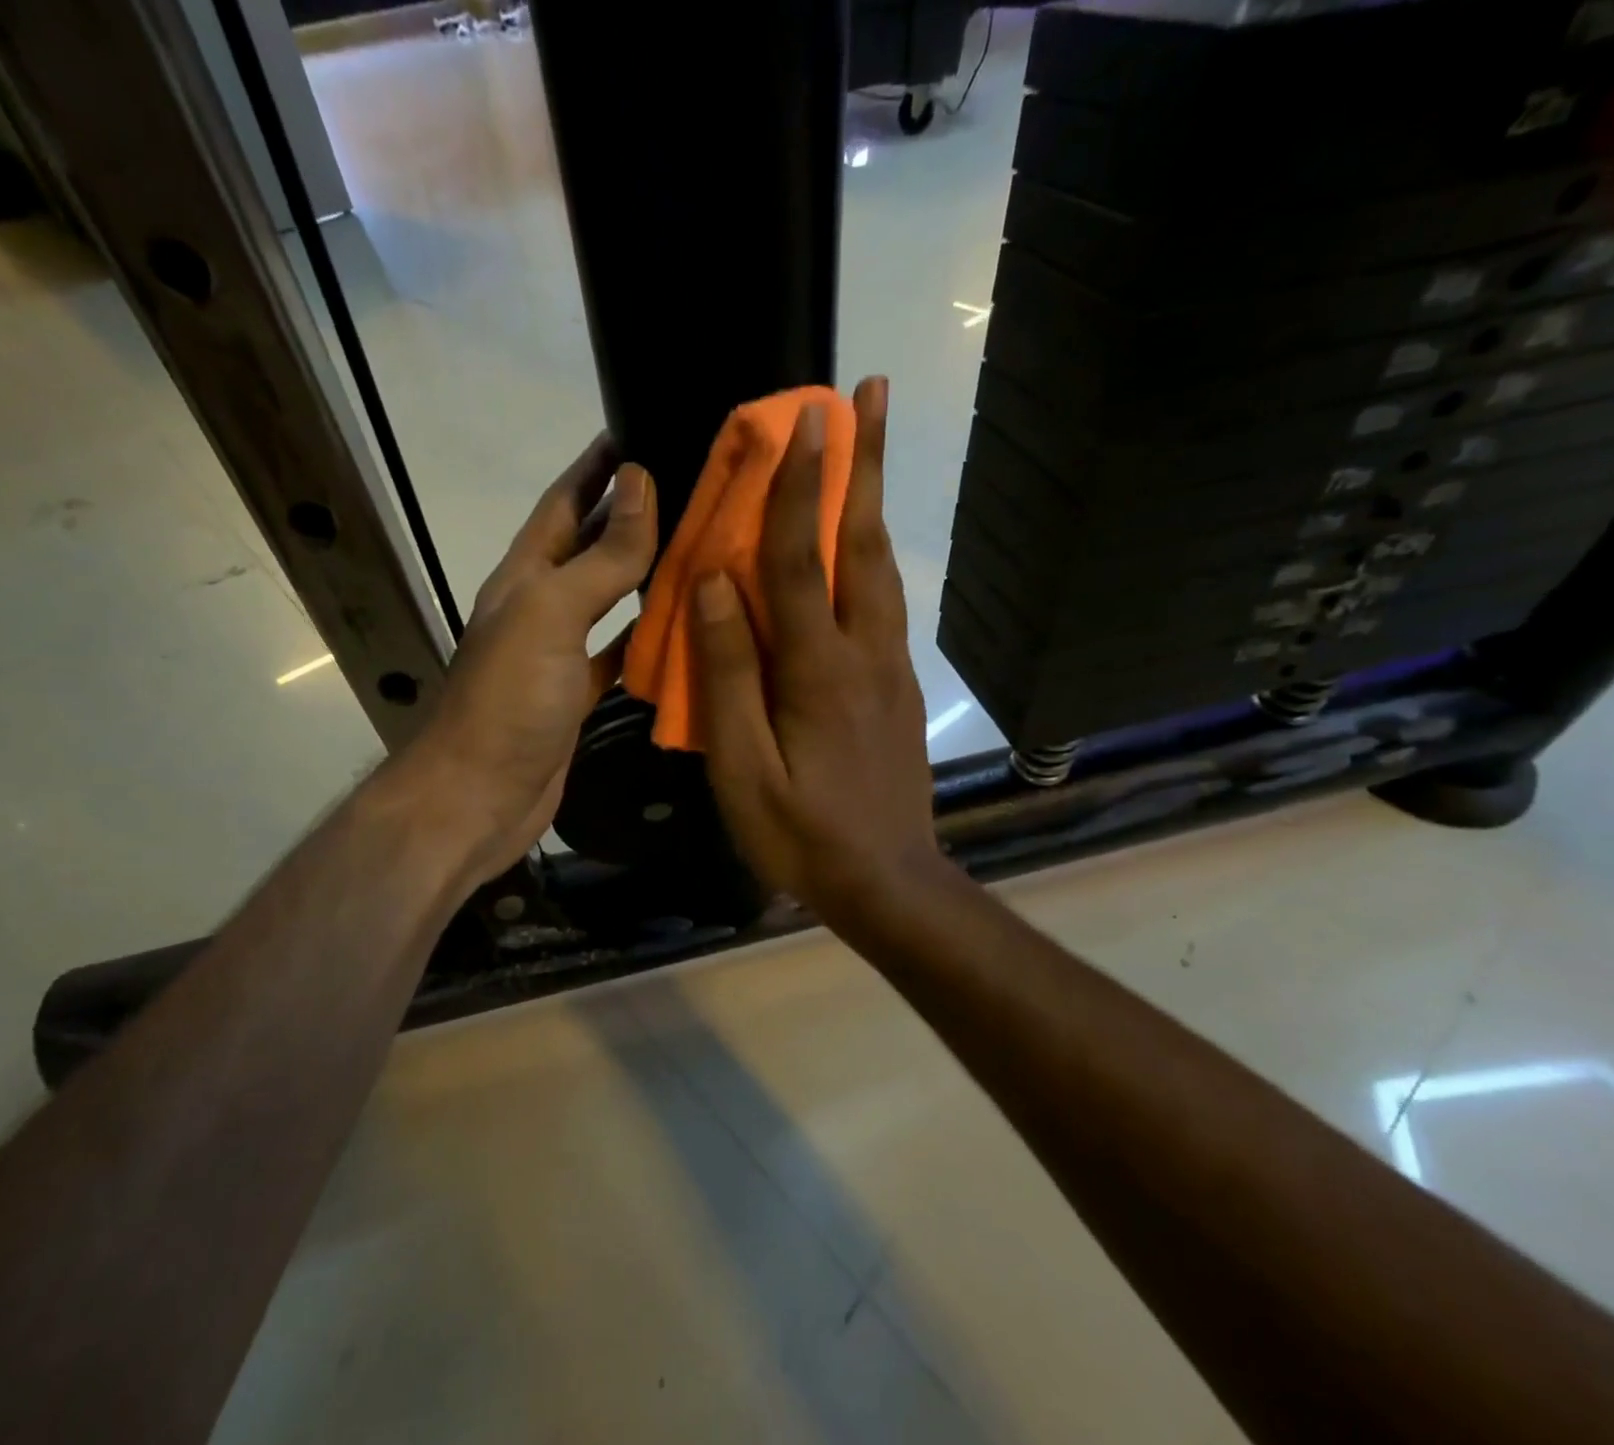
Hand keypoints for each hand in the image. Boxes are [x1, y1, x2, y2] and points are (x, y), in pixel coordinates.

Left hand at [407, 436, 656, 886]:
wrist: (477, 798)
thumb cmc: (508, 700)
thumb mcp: (551, 614)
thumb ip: (599, 556)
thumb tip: (640, 483)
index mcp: (524, 577)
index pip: (562, 503)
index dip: (595, 468)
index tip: (638, 430)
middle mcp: (540, 608)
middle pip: (589, 549)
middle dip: (630, 516)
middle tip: (690, 489)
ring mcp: (558, 656)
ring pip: (609, 603)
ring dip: (645, 577)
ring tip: (699, 549)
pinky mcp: (576, 698)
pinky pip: (617, 657)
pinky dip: (646, 642)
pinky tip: (681, 631)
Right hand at [691, 378, 948, 928]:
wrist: (887, 882)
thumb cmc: (800, 832)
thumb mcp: (743, 767)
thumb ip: (728, 675)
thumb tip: (714, 587)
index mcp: (818, 670)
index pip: (800, 560)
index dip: (797, 487)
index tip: (802, 418)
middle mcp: (865, 653)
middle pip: (862, 544)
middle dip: (864, 464)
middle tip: (870, 392)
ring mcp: (891, 669)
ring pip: (882, 569)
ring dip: (873, 501)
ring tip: (871, 446)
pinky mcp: (899, 689)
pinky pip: (884, 605)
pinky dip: (872, 556)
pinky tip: (860, 546)